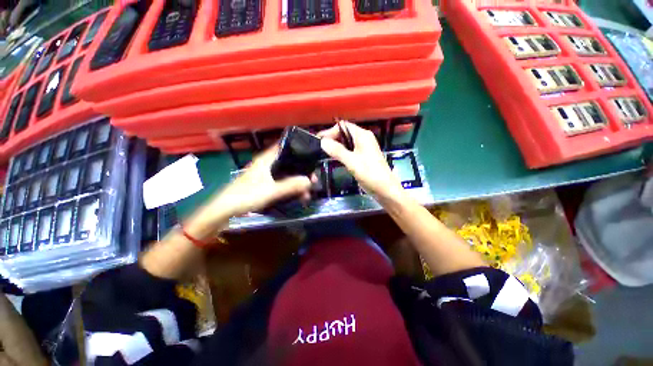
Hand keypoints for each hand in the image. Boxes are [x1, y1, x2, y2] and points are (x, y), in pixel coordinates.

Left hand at [208, 145, 312, 217]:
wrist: (225, 209)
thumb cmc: (246, 196)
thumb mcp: (271, 191)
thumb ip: (290, 185)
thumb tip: (310, 181)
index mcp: (266, 159)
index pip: (284, 146)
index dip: (299, 147)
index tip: (313, 153)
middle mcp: (267, 164)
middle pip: (289, 162)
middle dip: (302, 170)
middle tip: (314, 179)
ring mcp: (266, 174)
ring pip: (286, 174)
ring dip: (297, 181)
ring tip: (308, 192)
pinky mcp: (265, 184)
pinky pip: (282, 182)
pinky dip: (291, 187)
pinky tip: (298, 196)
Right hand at [319, 121, 405, 201]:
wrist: (384, 188)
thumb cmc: (369, 173)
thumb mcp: (351, 162)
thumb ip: (337, 151)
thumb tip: (322, 141)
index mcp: (362, 135)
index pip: (343, 126)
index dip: (330, 131)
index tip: (320, 141)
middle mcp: (363, 138)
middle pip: (345, 133)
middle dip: (332, 138)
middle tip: (320, 147)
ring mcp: (364, 147)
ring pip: (347, 142)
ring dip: (336, 145)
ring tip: (324, 152)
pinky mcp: (363, 156)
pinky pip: (350, 149)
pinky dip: (341, 151)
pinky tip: (335, 157)